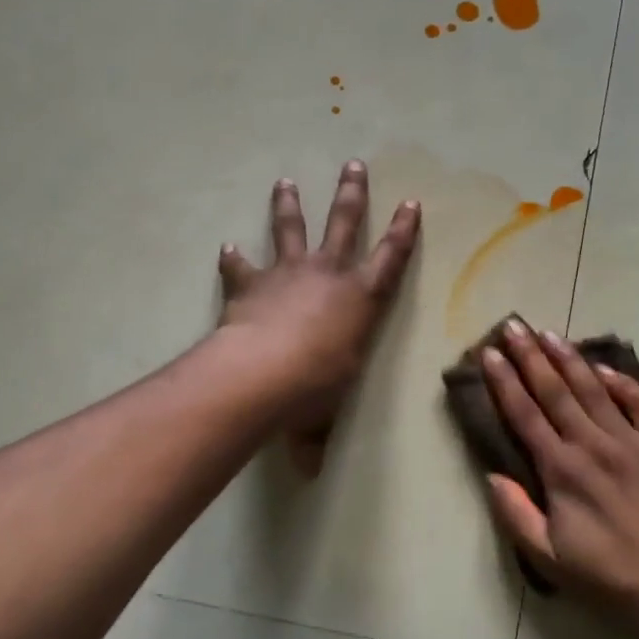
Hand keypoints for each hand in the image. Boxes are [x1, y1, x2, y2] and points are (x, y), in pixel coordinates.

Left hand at [218, 161, 420, 474]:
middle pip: (344, 224)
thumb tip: (307, 473)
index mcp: (360, 300)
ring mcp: (288, 274)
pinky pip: (242, 267)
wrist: (262, 374)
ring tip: (285, 181)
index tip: (411, 202)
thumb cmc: (311, 391)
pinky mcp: (251, 284)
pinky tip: (226, 247)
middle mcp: (329, 275)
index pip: (391, 259)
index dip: (403, 231)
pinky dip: (234, 259)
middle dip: (351, 194)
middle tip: (353, 165)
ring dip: (289, 205)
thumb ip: (314, 437)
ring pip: (291, 228)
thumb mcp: (321, 415)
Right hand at [481, 320, 638, 638]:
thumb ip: (516, 515)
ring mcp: (630, 440)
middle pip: (555, 390)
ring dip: (568, 358)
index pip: (525, 414)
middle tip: (513, 325)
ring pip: (593, 388)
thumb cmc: (612, 577)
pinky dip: (621, 381)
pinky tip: (603, 367)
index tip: (489, 354)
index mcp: (562, 470)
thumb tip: (492, 476)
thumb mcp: (551, 560)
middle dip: (530, 356)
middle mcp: (592, 444)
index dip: (504, 382)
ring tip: (548, 333)